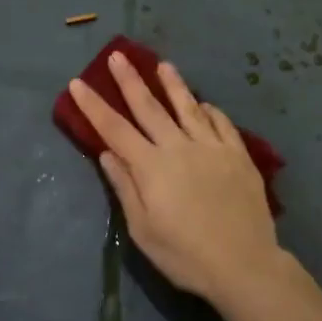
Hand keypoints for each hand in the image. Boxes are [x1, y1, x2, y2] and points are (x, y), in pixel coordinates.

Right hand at [68, 54, 280, 302]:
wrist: (243, 264)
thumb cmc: (185, 255)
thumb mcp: (143, 229)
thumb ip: (125, 187)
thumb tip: (107, 153)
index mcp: (152, 166)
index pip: (114, 129)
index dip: (94, 105)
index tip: (78, 83)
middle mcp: (180, 147)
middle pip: (150, 108)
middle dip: (130, 81)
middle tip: (118, 56)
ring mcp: (212, 148)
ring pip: (188, 107)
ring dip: (173, 84)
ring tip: (163, 64)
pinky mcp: (238, 156)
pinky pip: (222, 124)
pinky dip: (209, 111)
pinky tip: (204, 105)